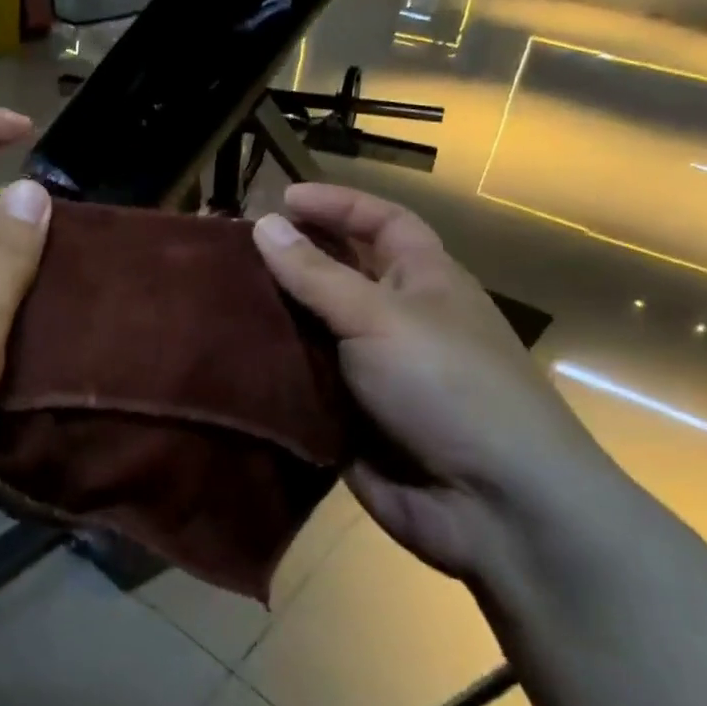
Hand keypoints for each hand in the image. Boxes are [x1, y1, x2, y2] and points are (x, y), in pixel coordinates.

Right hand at [252, 184, 619, 582]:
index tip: (280, 199)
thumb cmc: (447, 385)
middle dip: (291, 259)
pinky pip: (302, 382)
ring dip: (272, 316)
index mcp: (424, 280)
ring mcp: (373, 371)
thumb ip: (316, 273)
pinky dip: (271, 369)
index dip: (337, 205)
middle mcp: (398, 319)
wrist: (493, 506)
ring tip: (213, 298)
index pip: (382, 222)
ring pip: (313, 330)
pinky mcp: (349, 417)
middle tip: (230, 250)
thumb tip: (265, 223)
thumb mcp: (380, 316)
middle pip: (339, 274)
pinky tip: (224, 356)